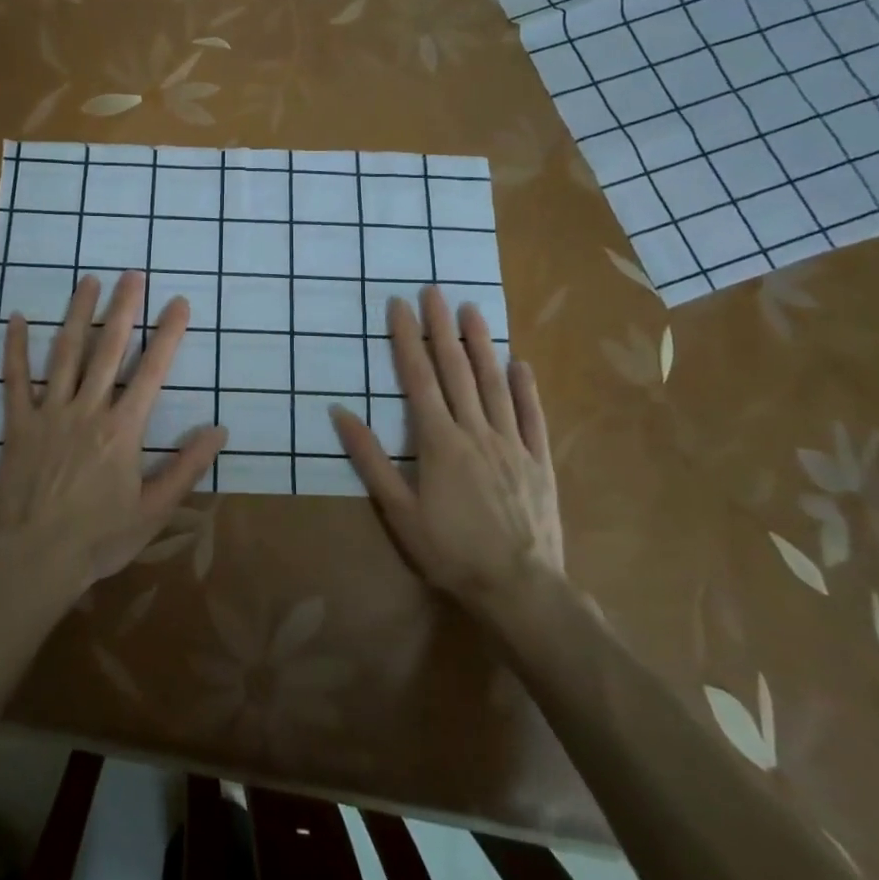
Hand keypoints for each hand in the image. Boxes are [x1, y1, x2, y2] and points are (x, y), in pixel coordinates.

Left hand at [0, 271, 226, 585]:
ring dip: (79, 315)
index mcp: (123, 429)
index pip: (152, 371)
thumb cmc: (100, 537)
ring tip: (89, 281)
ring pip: (66, 353)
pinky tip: (18, 319)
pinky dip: (17, 348)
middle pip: (109, 349)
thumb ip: (187, 467)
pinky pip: (16, 380)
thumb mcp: (155, 510)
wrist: (36, 558)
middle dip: (124, 309)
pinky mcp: (18, 425)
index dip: (168, 334)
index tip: (179, 303)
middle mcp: (88, 409)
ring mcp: (49, 413)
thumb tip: (219, 430)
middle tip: (133, 274)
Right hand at [331, 285, 562, 600]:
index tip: (399, 305)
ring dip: (481, 345)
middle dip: (442, 328)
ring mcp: (511, 444)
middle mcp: (476, 431)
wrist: (520, 588)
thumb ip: (370, 460)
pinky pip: (532, 417)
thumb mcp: (399, 512)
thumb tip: (340, 413)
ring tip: (472, 311)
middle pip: (456, 370)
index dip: (407, 339)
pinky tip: (520, 364)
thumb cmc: (450, 551)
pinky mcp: (538, 462)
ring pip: (495, 384)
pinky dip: (526, 388)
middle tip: (434, 291)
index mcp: (439, 441)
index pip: (419, 378)